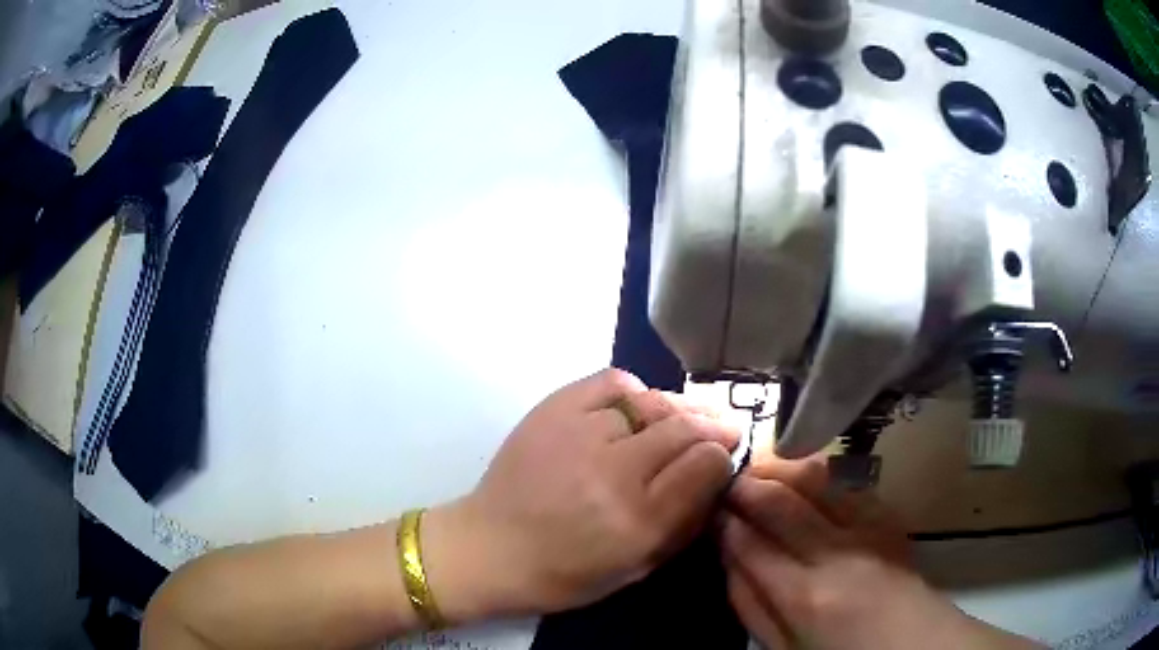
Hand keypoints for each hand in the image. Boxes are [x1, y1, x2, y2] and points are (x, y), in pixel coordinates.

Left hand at [424, 369, 739, 621]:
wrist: (489, 548)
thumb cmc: (564, 573)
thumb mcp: (635, 568)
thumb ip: (683, 523)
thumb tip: (715, 475)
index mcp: (637, 521)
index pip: (705, 465)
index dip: (723, 455)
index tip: (726, 454)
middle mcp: (613, 472)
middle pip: (683, 428)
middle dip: (712, 426)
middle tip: (722, 429)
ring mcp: (579, 435)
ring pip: (651, 403)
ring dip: (678, 409)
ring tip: (686, 418)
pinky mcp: (552, 411)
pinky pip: (611, 382)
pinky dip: (634, 390)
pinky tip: (638, 406)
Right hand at [719, 456, 1038, 649]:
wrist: (913, 643)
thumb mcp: (784, 649)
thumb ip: (752, 606)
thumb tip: (729, 560)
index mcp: (805, 594)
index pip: (751, 542)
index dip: (724, 519)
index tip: (708, 506)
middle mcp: (837, 552)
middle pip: (781, 502)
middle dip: (746, 483)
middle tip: (725, 478)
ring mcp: (868, 528)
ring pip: (816, 481)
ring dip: (781, 470)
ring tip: (760, 470)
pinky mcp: (888, 518)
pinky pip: (848, 485)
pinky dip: (819, 477)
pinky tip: (805, 481)